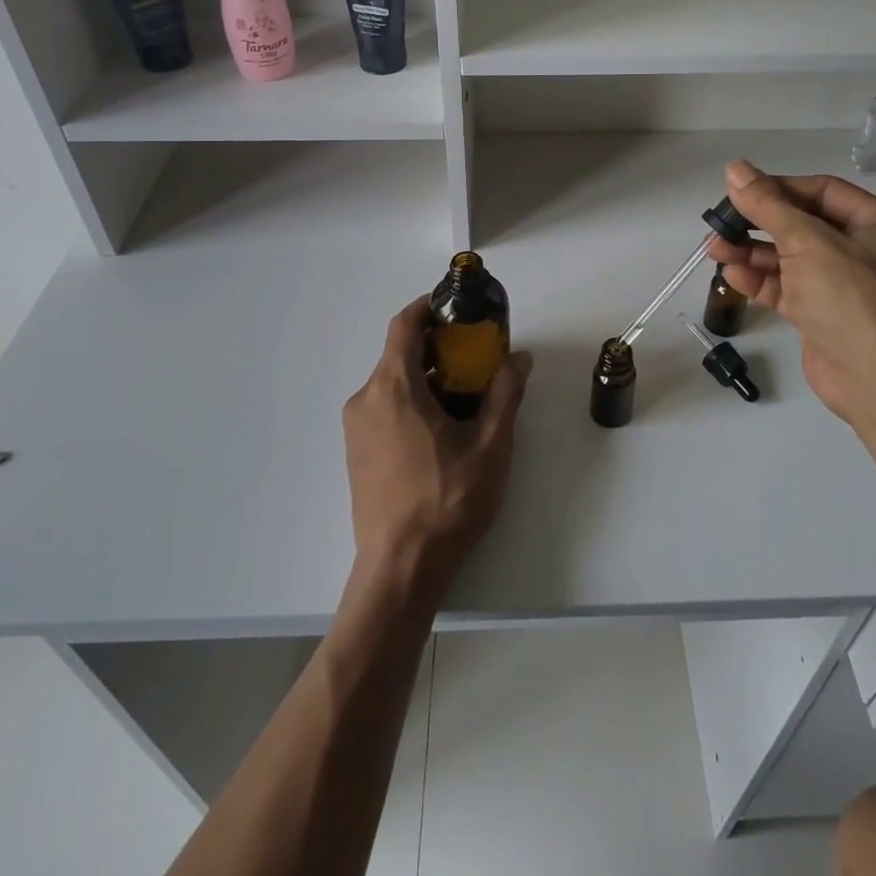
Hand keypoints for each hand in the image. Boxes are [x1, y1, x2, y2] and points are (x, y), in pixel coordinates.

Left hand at [342, 299, 532, 607]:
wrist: (400, 568)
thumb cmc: (447, 500)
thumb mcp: (490, 444)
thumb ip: (506, 393)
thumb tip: (520, 358)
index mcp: (393, 387)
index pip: (403, 325)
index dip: (428, 308)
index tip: (455, 307)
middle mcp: (365, 399)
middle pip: (399, 354)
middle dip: (437, 347)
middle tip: (475, 356)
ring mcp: (355, 428)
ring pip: (392, 383)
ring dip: (426, 377)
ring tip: (465, 395)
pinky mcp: (355, 452)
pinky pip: (383, 408)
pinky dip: (411, 401)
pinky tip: (440, 429)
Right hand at [706, 160, 875, 430]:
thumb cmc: (851, 297)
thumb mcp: (806, 241)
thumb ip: (767, 205)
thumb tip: (734, 168)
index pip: (822, 191)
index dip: (778, 188)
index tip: (738, 191)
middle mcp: (868, 249)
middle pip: (803, 224)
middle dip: (758, 224)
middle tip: (719, 222)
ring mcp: (846, 284)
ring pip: (791, 258)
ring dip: (752, 253)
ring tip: (714, 249)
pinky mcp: (825, 314)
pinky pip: (789, 287)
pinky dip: (761, 281)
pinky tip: (731, 276)